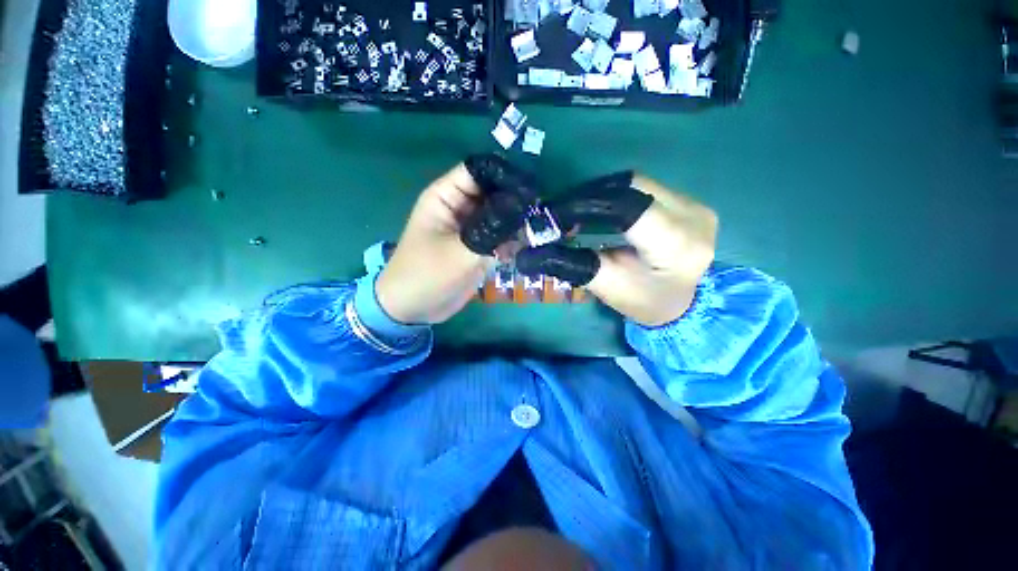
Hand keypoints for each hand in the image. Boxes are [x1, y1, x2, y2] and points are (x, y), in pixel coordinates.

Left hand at [376, 155, 535, 324]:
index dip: (504, 174)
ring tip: (541, 228)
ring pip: (500, 216)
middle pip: (494, 193)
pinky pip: (501, 236)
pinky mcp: (479, 246)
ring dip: (518, 222)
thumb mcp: (460, 252)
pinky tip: (530, 245)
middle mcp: (461, 208)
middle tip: (542, 210)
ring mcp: (472, 228)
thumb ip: (493, 232)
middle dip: (517, 200)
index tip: (531, 186)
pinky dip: (514, 240)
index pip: (479, 171)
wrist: (414, 308)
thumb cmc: (427, 275)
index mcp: (447, 197)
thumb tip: (525, 213)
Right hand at [516, 173, 717, 326]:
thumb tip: (530, 253)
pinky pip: (646, 188)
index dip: (585, 204)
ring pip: (638, 183)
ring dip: (602, 194)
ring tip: (577, 210)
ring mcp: (695, 205)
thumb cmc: (644, 302)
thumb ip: (572, 264)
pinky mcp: (690, 203)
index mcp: (675, 243)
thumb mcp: (606, 285)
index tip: (554, 214)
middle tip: (561, 211)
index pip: (626, 206)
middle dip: (590, 196)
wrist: (683, 305)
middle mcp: (693, 215)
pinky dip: (617, 195)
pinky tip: (600, 209)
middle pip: (631, 187)